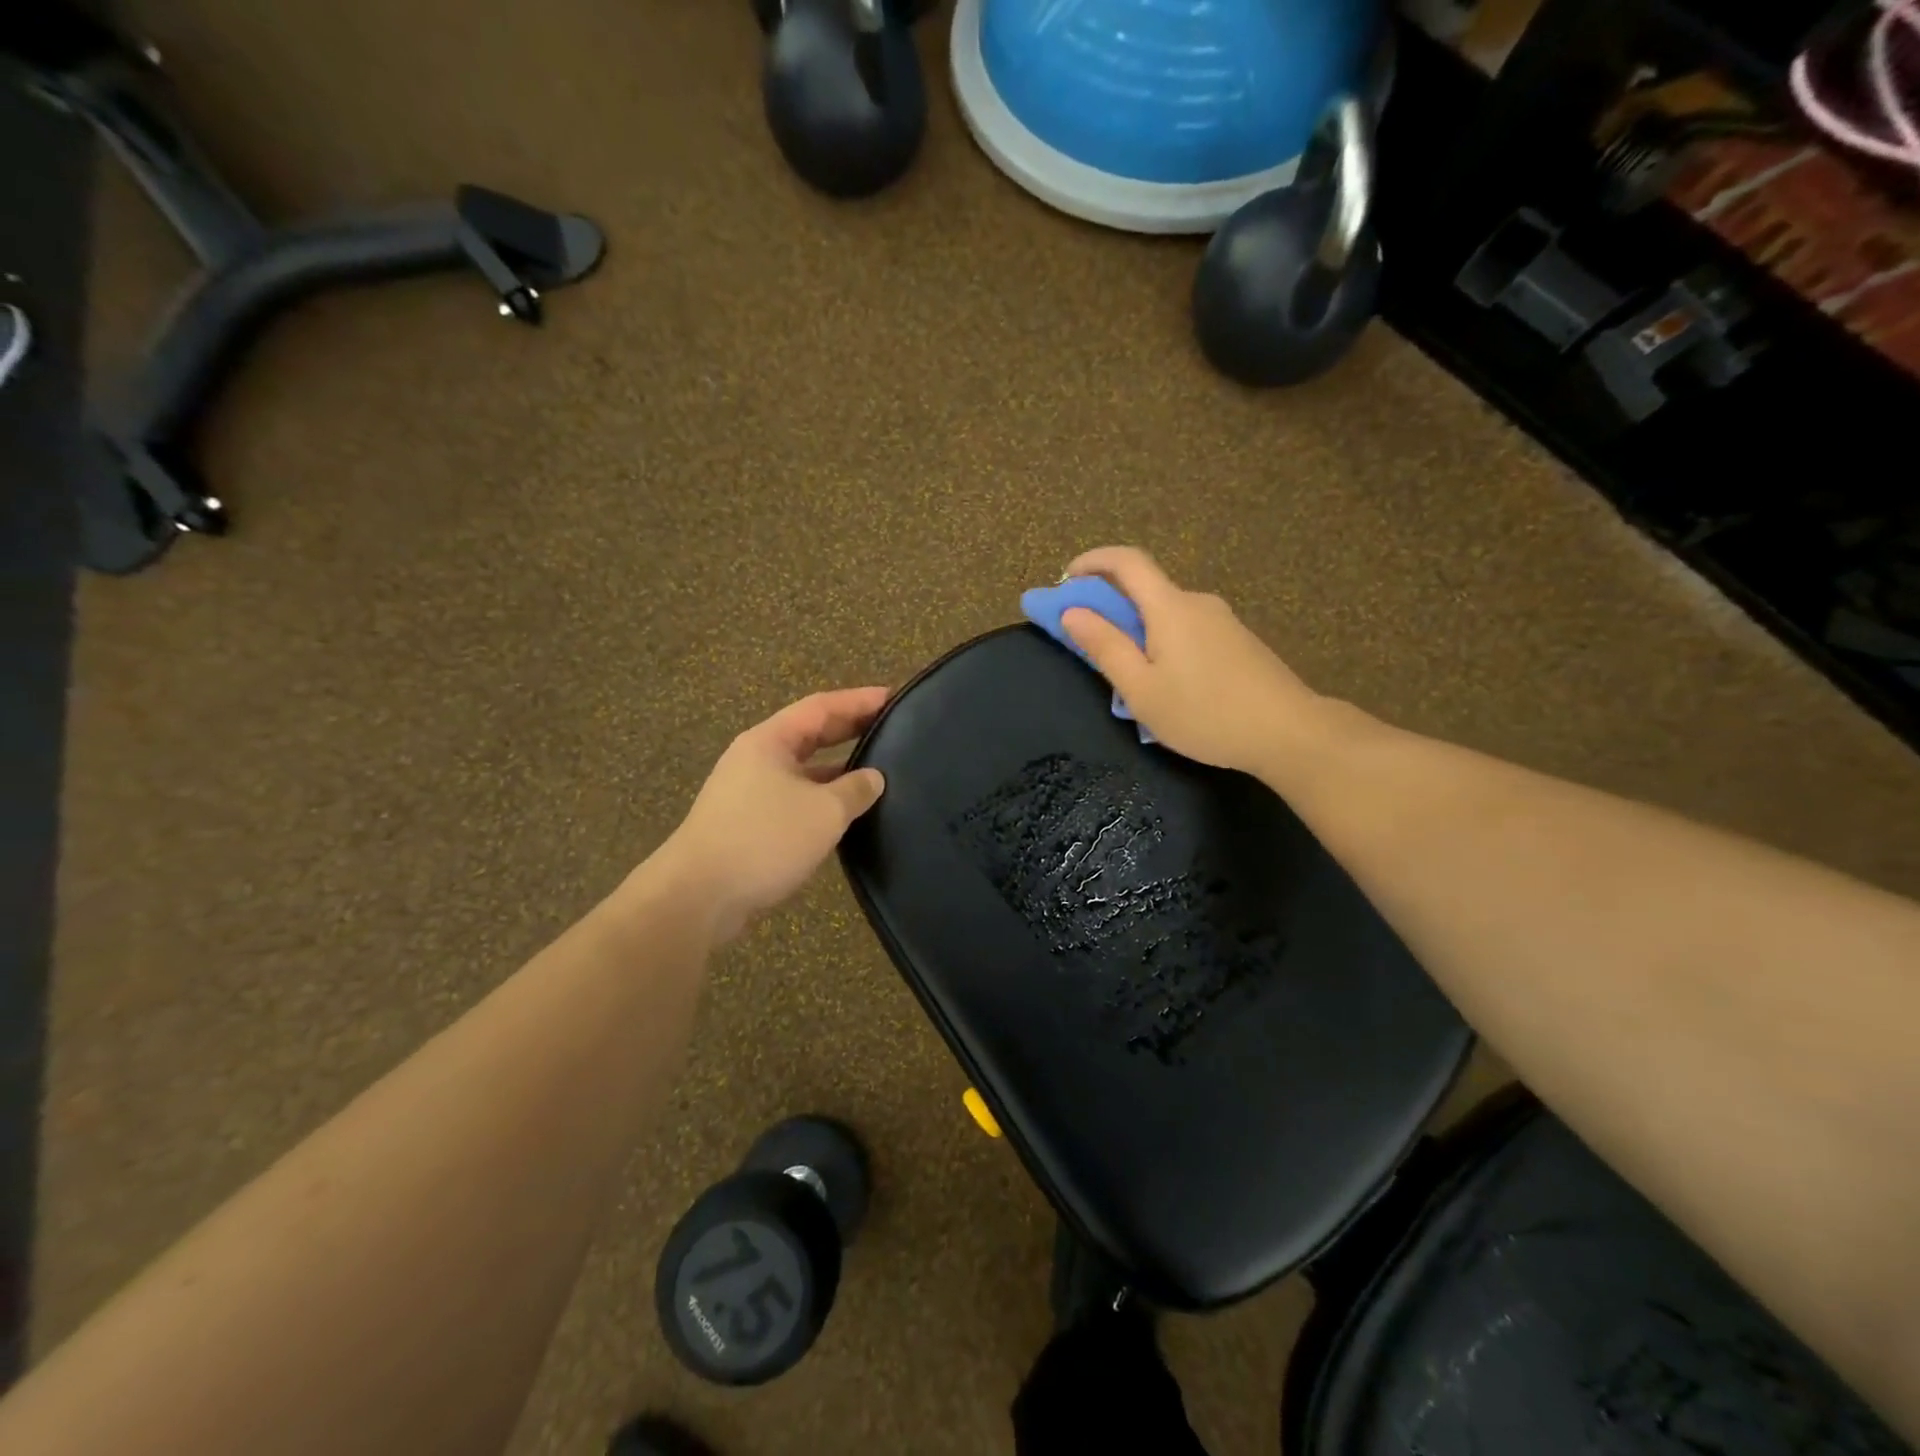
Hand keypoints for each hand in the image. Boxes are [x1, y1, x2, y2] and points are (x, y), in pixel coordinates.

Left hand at [657, 687, 888, 941]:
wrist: (698, 896)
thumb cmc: (764, 839)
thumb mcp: (824, 812)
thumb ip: (855, 789)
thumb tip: (873, 778)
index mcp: (770, 741)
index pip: (821, 707)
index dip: (858, 700)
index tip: (893, 697)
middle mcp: (756, 759)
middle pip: (809, 734)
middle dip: (849, 730)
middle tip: (890, 728)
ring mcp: (747, 792)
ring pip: (801, 770)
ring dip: (836, 769)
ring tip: (875, 772)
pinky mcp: (747, 824)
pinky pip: (793, 798)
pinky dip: (821, 799)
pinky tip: (843, 814)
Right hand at [1061, 546, 1320, 774]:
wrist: (1289, 732)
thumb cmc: (1205, 713)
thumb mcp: (1141, 689)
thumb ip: (1105, 647)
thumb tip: (1072, 612)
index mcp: (1170, 607)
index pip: (1126, 562)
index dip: (1091, 562)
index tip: (1065, 580)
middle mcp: (1197, 602)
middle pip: (1145, 589)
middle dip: (1109, 605)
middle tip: (1086, 641)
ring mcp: (1222, 621)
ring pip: (1166, 615)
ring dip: (1137, 630)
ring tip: (1127, 677)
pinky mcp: (1237, 641)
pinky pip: (1187, 630)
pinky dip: (1162, 642)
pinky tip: (1167, 684)